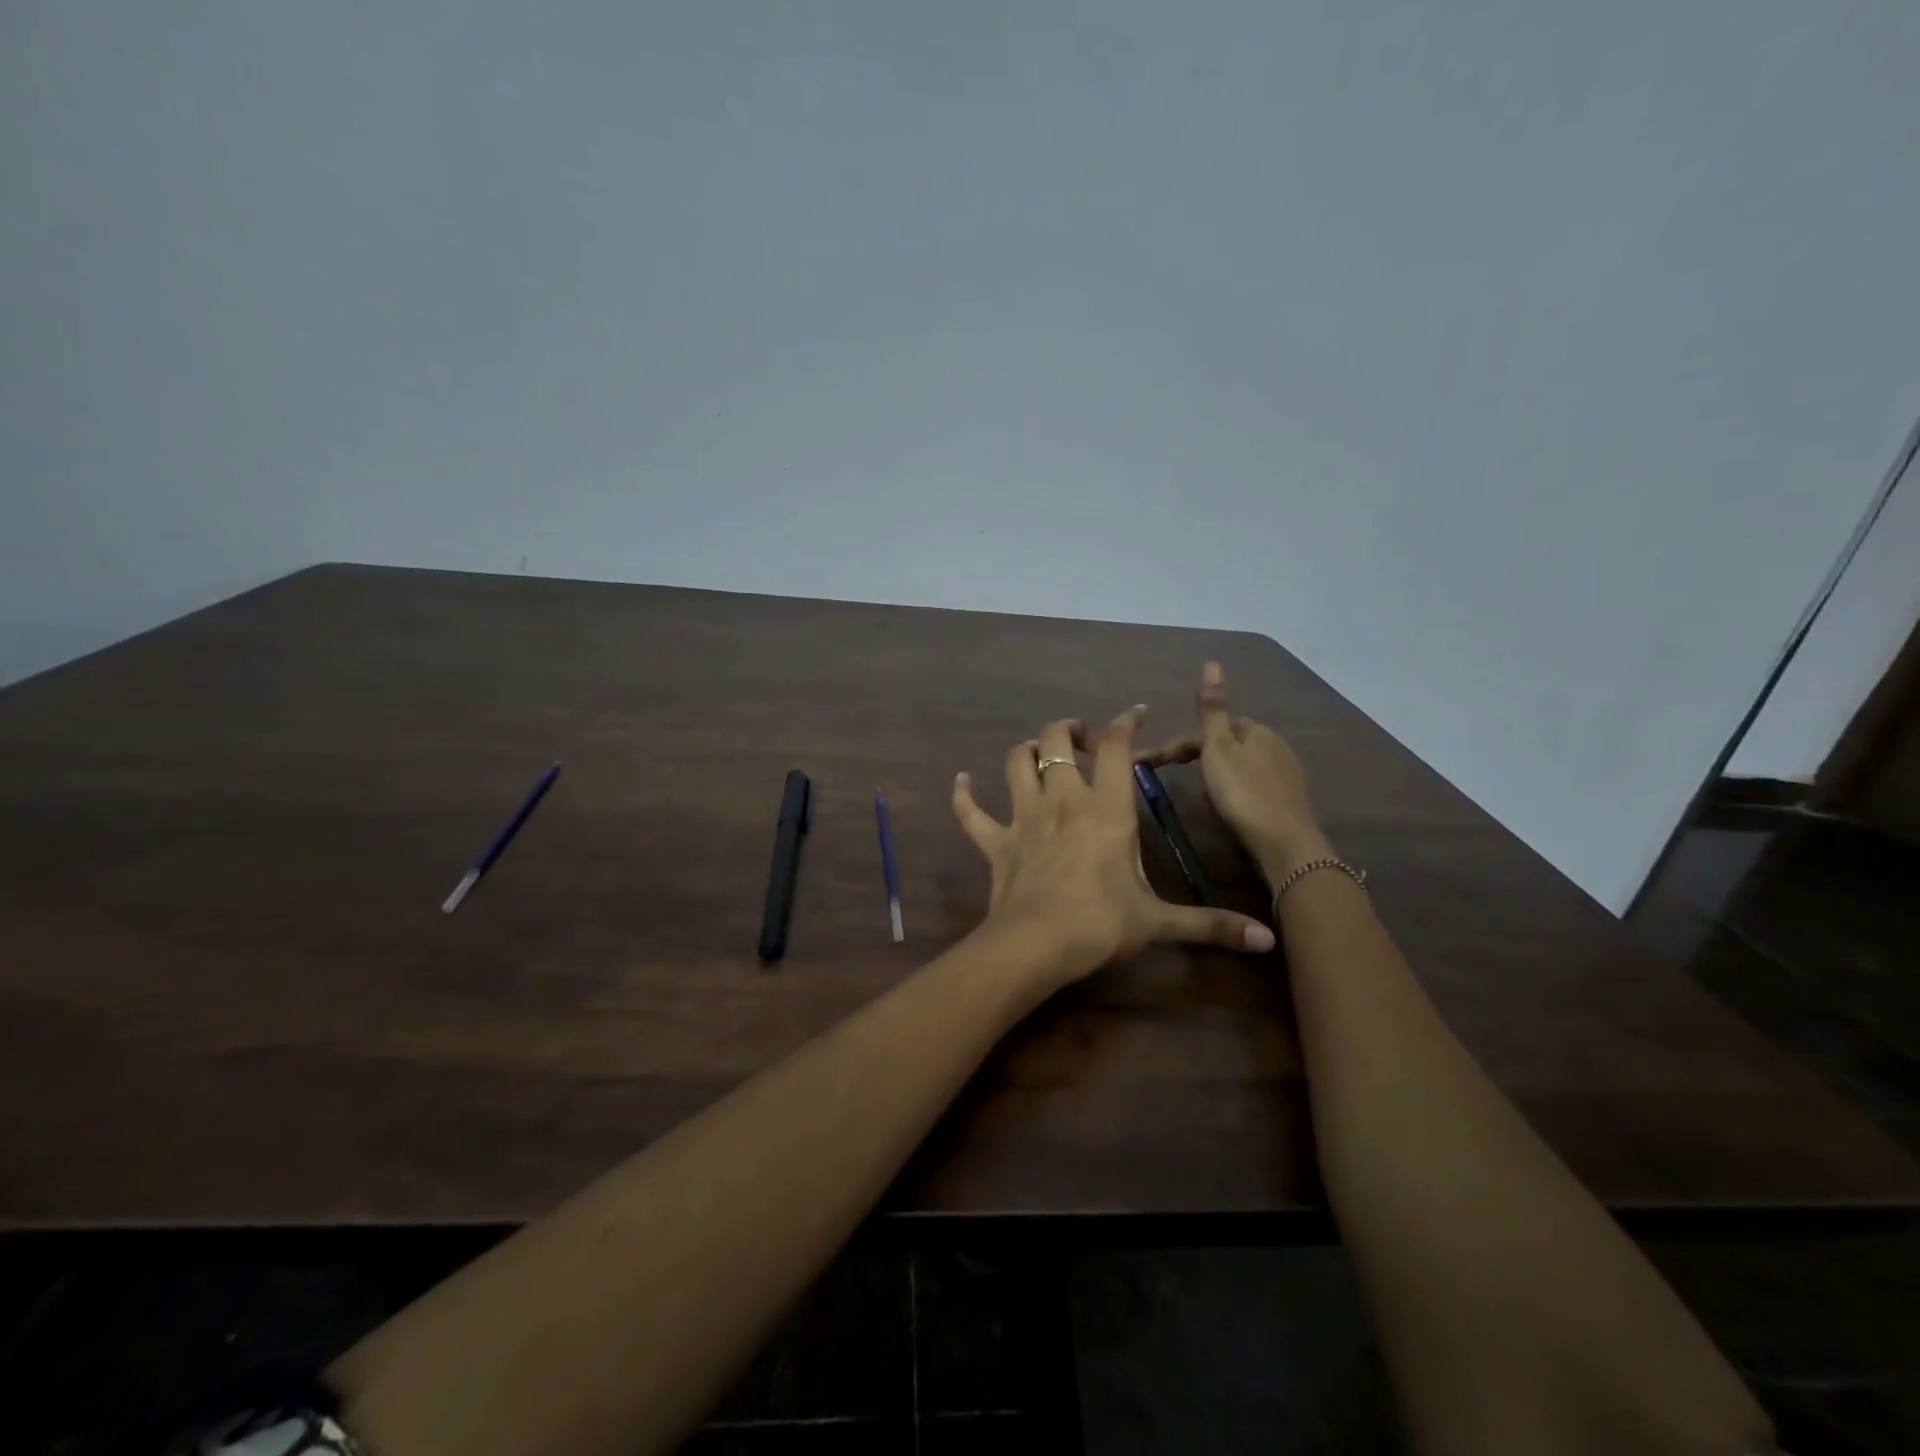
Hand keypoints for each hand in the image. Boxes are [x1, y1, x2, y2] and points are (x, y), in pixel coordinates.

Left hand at [953, 705, 1276, 989]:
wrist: (1035, 945)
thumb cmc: (1100, 925)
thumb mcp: (1159, 922)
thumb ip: (1211, 925)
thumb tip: (1268, 940)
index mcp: (1106, 808)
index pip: (1116, 747)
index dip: (1125, 722)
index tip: (1135, 713)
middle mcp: (1062, 799)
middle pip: (1056, 738)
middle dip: (1070, 730)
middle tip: (1085, 743)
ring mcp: (1023, 817)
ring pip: (1016, 762)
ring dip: (1027, 751)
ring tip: (1039, 755)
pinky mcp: (994, 842)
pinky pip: (970, 812)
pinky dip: (963, 795)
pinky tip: (961, 782)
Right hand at [1141, 662, 1326, 869]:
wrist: (1283, 842)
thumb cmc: (1242, 792)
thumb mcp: (1217, 748)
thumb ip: (1212, 709)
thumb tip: (1212, 662)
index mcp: (1256, 730)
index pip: (1213, 726)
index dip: (1183, 742)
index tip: (1156, 763)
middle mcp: (1276, 745)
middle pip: (1230, 743)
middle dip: (1203, 754)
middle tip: (1176, 776)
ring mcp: (1286, 773)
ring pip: (1244, 764)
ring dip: (1221, 771)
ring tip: (1200, 791)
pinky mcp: (1289, 800)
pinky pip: (1255, 784)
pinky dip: (1237, 788)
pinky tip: (1230, 805)